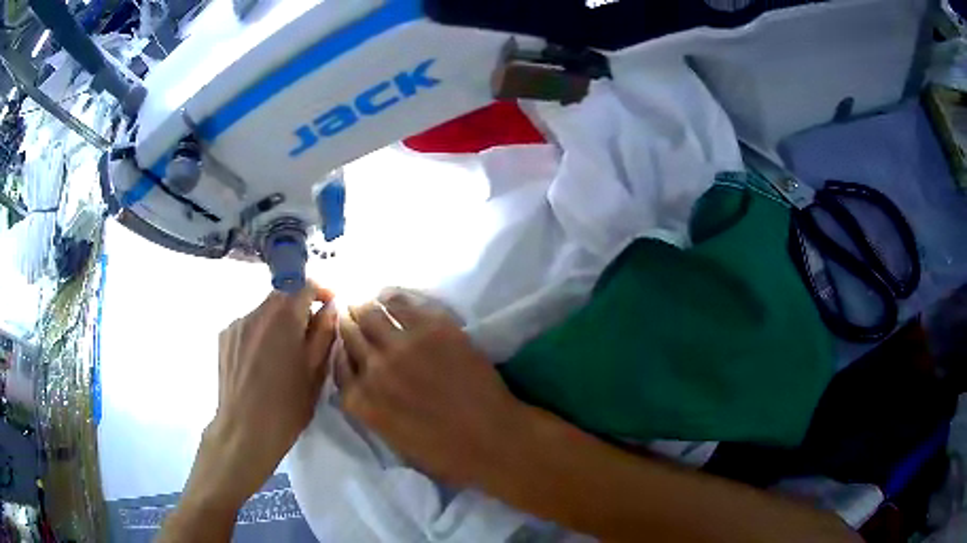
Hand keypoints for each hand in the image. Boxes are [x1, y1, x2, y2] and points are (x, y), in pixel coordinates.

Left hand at [185, 281, 336, 510]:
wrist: (245, 430)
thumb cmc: (287, 406)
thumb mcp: (315, 372)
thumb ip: (324, 333)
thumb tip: (330, 308)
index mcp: (284, 316)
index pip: (306, 284)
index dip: (321, 292)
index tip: (330, 309)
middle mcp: (257, 310)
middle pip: (283, 296)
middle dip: (299, 310)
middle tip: (309, 338)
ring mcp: (237, 323)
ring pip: (265, 311)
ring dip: (278, 323)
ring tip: (283, 356)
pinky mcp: (224, 336)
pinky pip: (248, 325)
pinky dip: (260, 334)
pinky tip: (261, 363)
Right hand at [339, 292, 526, 486]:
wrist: (494, 440)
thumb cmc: (445, 454)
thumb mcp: (392, 440)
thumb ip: (370, 408)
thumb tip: (362, 382)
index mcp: (361, 401)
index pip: (338, 362)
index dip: (340, 347)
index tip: (344, 339)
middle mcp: (374, 369)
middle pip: (350, 332)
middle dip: (347, 319)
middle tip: (350, 309)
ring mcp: (403, 346)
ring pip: (371, 312)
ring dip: (365, 305)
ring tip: (367, 299)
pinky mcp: (434, 328)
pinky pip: (402, 304)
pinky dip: (391, 298)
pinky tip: (389, 296)